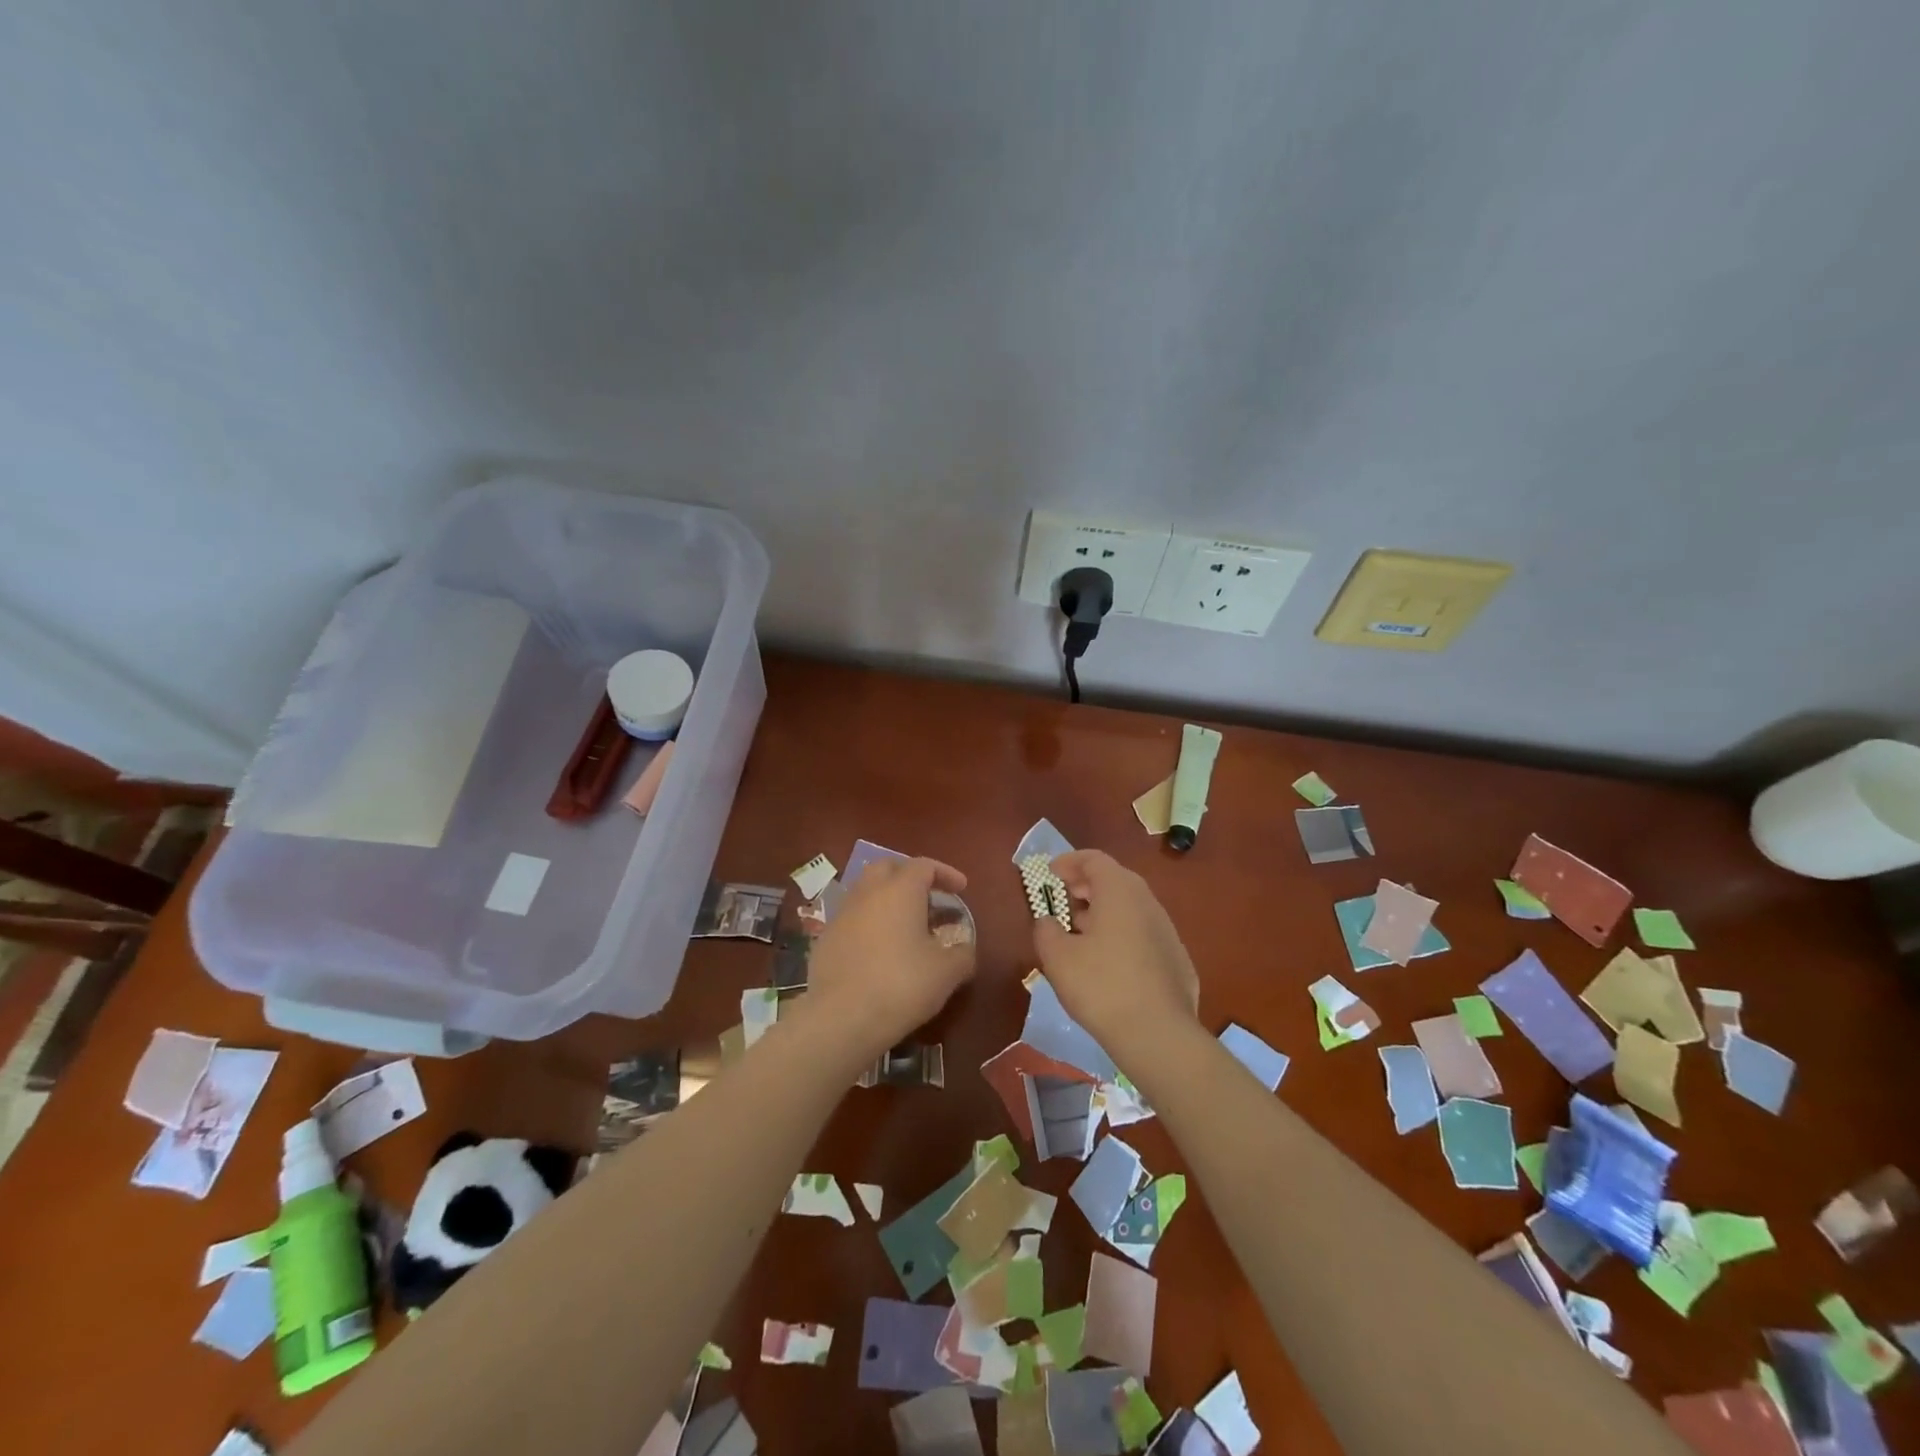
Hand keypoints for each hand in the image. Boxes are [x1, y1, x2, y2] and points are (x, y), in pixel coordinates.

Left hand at [804, 857, 976, 1059]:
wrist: (841, 1018)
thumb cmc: (901, 985)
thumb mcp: (946, 972)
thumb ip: (962, 954)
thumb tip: (964, 949)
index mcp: (900, 890)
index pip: (924, 865)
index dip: (945, 873)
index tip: (961, 889)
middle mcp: (868, 892)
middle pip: (889, 868)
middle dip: (910, 876)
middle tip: (929, 898)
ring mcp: (842, 914)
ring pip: (866, 892)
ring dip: (887, 899)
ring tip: (906, 925)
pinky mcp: (825, 939)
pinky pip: (852, 919)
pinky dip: (869, 923)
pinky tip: (880, 950)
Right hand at [1033, 850, 1199, 1070]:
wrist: (1158, 1035)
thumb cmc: (1101, 986)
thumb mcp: (1057, 957)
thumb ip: (1046, 931)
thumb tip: (1048, 922)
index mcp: (1119, 891)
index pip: (1094, 859)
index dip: (1069, 862)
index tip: (1050, 874)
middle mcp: (1148, 902)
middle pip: (1114, 880)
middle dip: (1085, 887)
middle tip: (1062, 903)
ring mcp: (1167, 930)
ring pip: (1130, 908)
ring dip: (1103, 913)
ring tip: (1080, 936)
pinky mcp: (1177, 958)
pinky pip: (1143, 934)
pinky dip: (1122, 936)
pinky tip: (1109, 965)